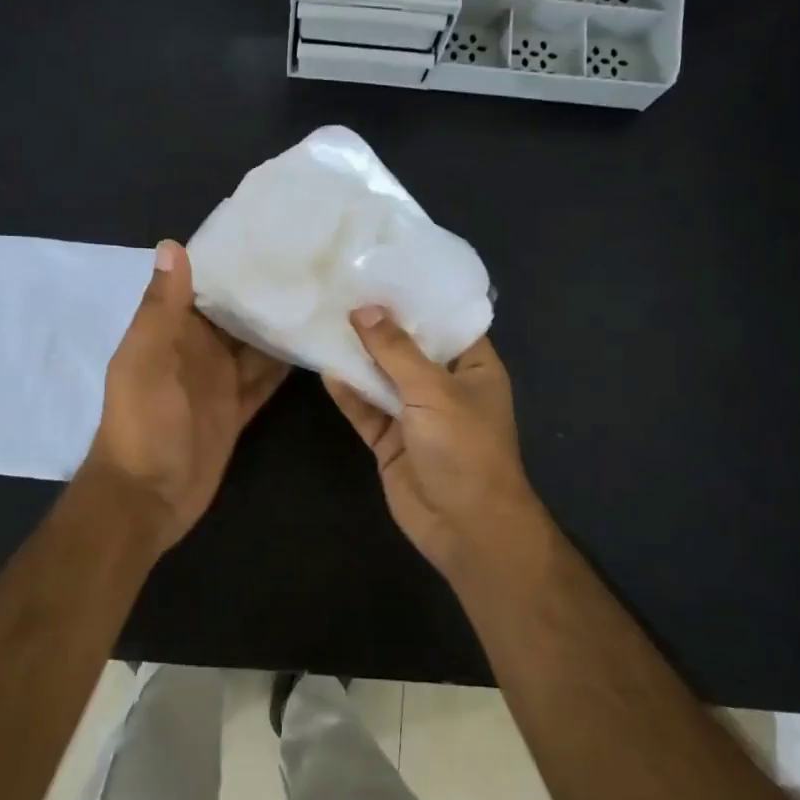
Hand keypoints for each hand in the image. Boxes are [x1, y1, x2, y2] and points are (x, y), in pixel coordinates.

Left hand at [85, 240, 289, 550]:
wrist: (147, 496)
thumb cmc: (141, 422)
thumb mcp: (146, 359)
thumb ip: (162, 307)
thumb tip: (171, 245)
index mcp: (170, 331)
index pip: (203, 285)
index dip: (230, 262)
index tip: (270, 236)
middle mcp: (197, 349)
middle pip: (235, 314)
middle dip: (264, 291)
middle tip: (312, 262)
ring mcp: (219, 380)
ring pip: (255, 344)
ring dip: (280, 325)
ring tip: (323, 295)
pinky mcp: (238, 408)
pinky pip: (265, 379)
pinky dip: (285, 364)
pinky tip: (316, 343)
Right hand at [324, 307, 542, 577]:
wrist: (465, 527)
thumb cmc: (465, 448)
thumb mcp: (433, 391)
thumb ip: (396, 351)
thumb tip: (365, 310)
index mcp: (473, 369)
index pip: (447, 323)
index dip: (419, 299)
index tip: (386, 271)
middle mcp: (445, 387)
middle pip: (409, 349)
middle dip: (380, 325)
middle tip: (345, 289)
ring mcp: (415, 415)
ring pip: (383, 378)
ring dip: (359, 358)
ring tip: (327, 320)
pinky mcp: (390, 440)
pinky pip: (366, 410)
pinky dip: (349, 393)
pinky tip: (325, 369)